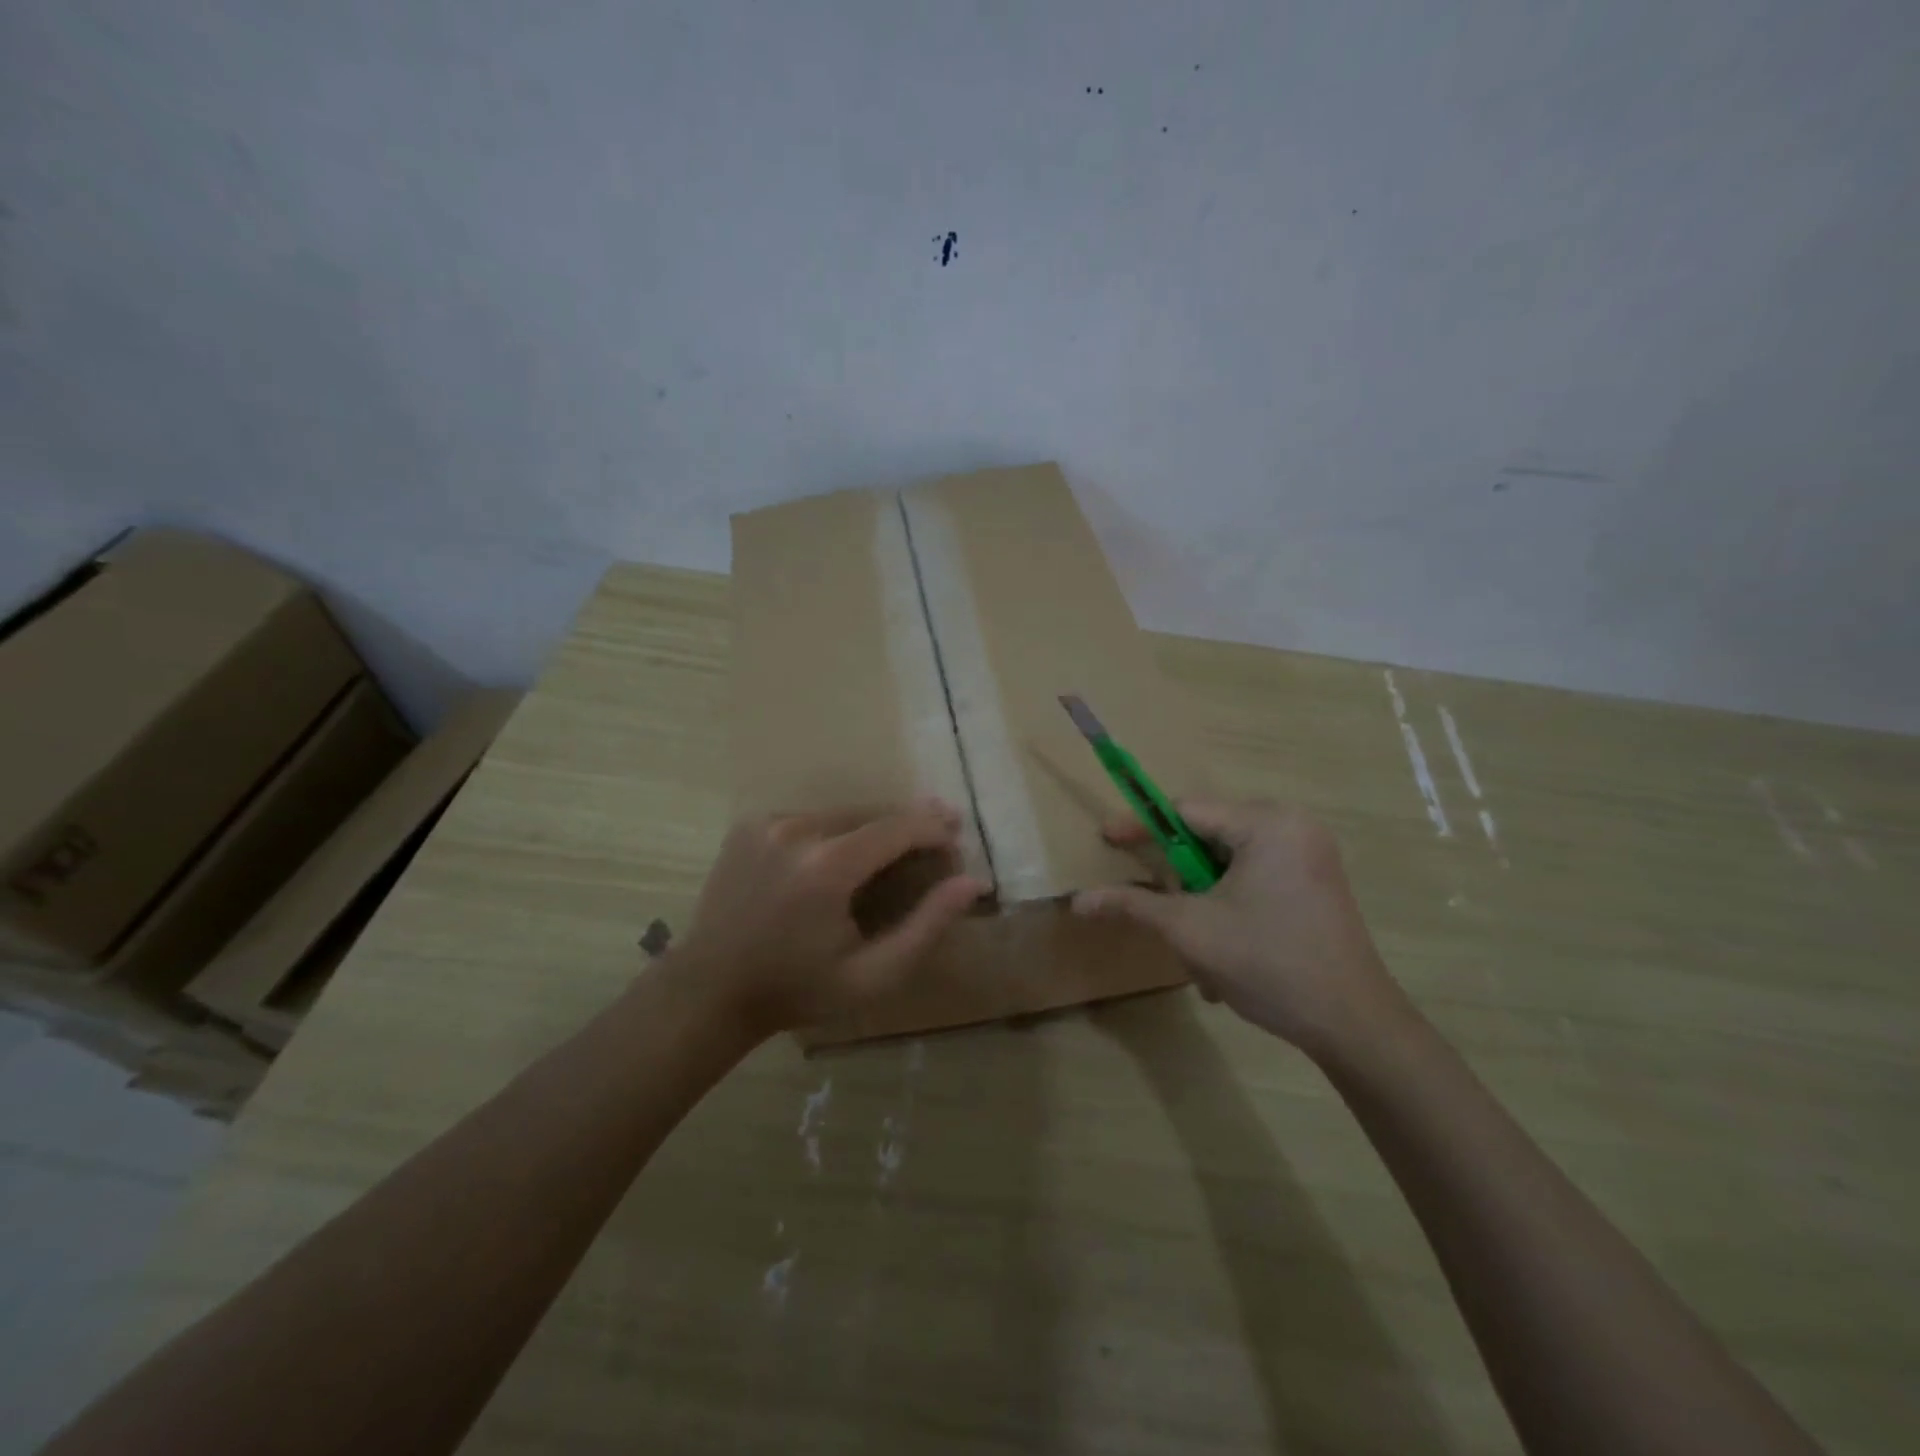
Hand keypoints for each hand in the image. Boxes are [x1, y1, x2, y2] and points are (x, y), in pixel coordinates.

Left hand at [675, 801, 986, 1035]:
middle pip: (873, 813)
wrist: (710, 989)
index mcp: (827, 867)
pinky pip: (811, 818)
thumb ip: (927, 926)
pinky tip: (844, 857)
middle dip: (910, 825)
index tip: (957, 843)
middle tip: (939, 843)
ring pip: (843, 812)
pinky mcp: (750, 823)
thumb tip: (973, 884)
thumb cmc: (797, 990)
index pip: (899, 826)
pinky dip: (836, 832)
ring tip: (897, 850)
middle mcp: (797, 830)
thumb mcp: (872, 974)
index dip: (935, 829)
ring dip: (874, 828)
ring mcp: (768, 822)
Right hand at [1073, 798, 1408, 1059]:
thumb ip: (1132, 905)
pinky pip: (1255, 879)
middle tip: (1164, 912)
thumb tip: (1078, 901)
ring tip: (1198, 948)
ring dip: (1203, 901)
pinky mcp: (1316, 882)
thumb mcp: (1190, 930)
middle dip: (1180, 879)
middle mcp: (1293, 826)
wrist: (1353, 1024)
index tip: (1106, 838)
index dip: (1142, 827)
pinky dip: (1230, 906)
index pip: (1186, 811)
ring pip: (1229, 863)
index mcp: (1267, 823)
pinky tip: (1227, 951)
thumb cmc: (1267, 963)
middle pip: (1208, 838)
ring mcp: (1310, 855)